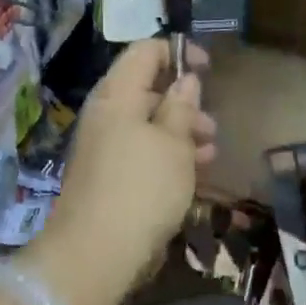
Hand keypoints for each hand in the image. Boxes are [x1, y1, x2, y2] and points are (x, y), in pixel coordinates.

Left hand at [23, 39, 214, 304]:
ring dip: (180, 132)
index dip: (177, 52)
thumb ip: (181, 107)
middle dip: (184, 101)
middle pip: (147, 88)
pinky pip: (140, 150)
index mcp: (118, 94)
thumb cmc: (142, 188)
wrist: (94, 254)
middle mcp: (106, 113)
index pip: (144, 51)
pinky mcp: (106, 175)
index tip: (207, 68)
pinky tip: (192, 175)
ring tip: (210, 153)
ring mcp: (103, 145)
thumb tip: (185, 80)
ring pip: (147, 123)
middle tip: (211, 125)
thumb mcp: (173, 143)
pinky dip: (166, 154)